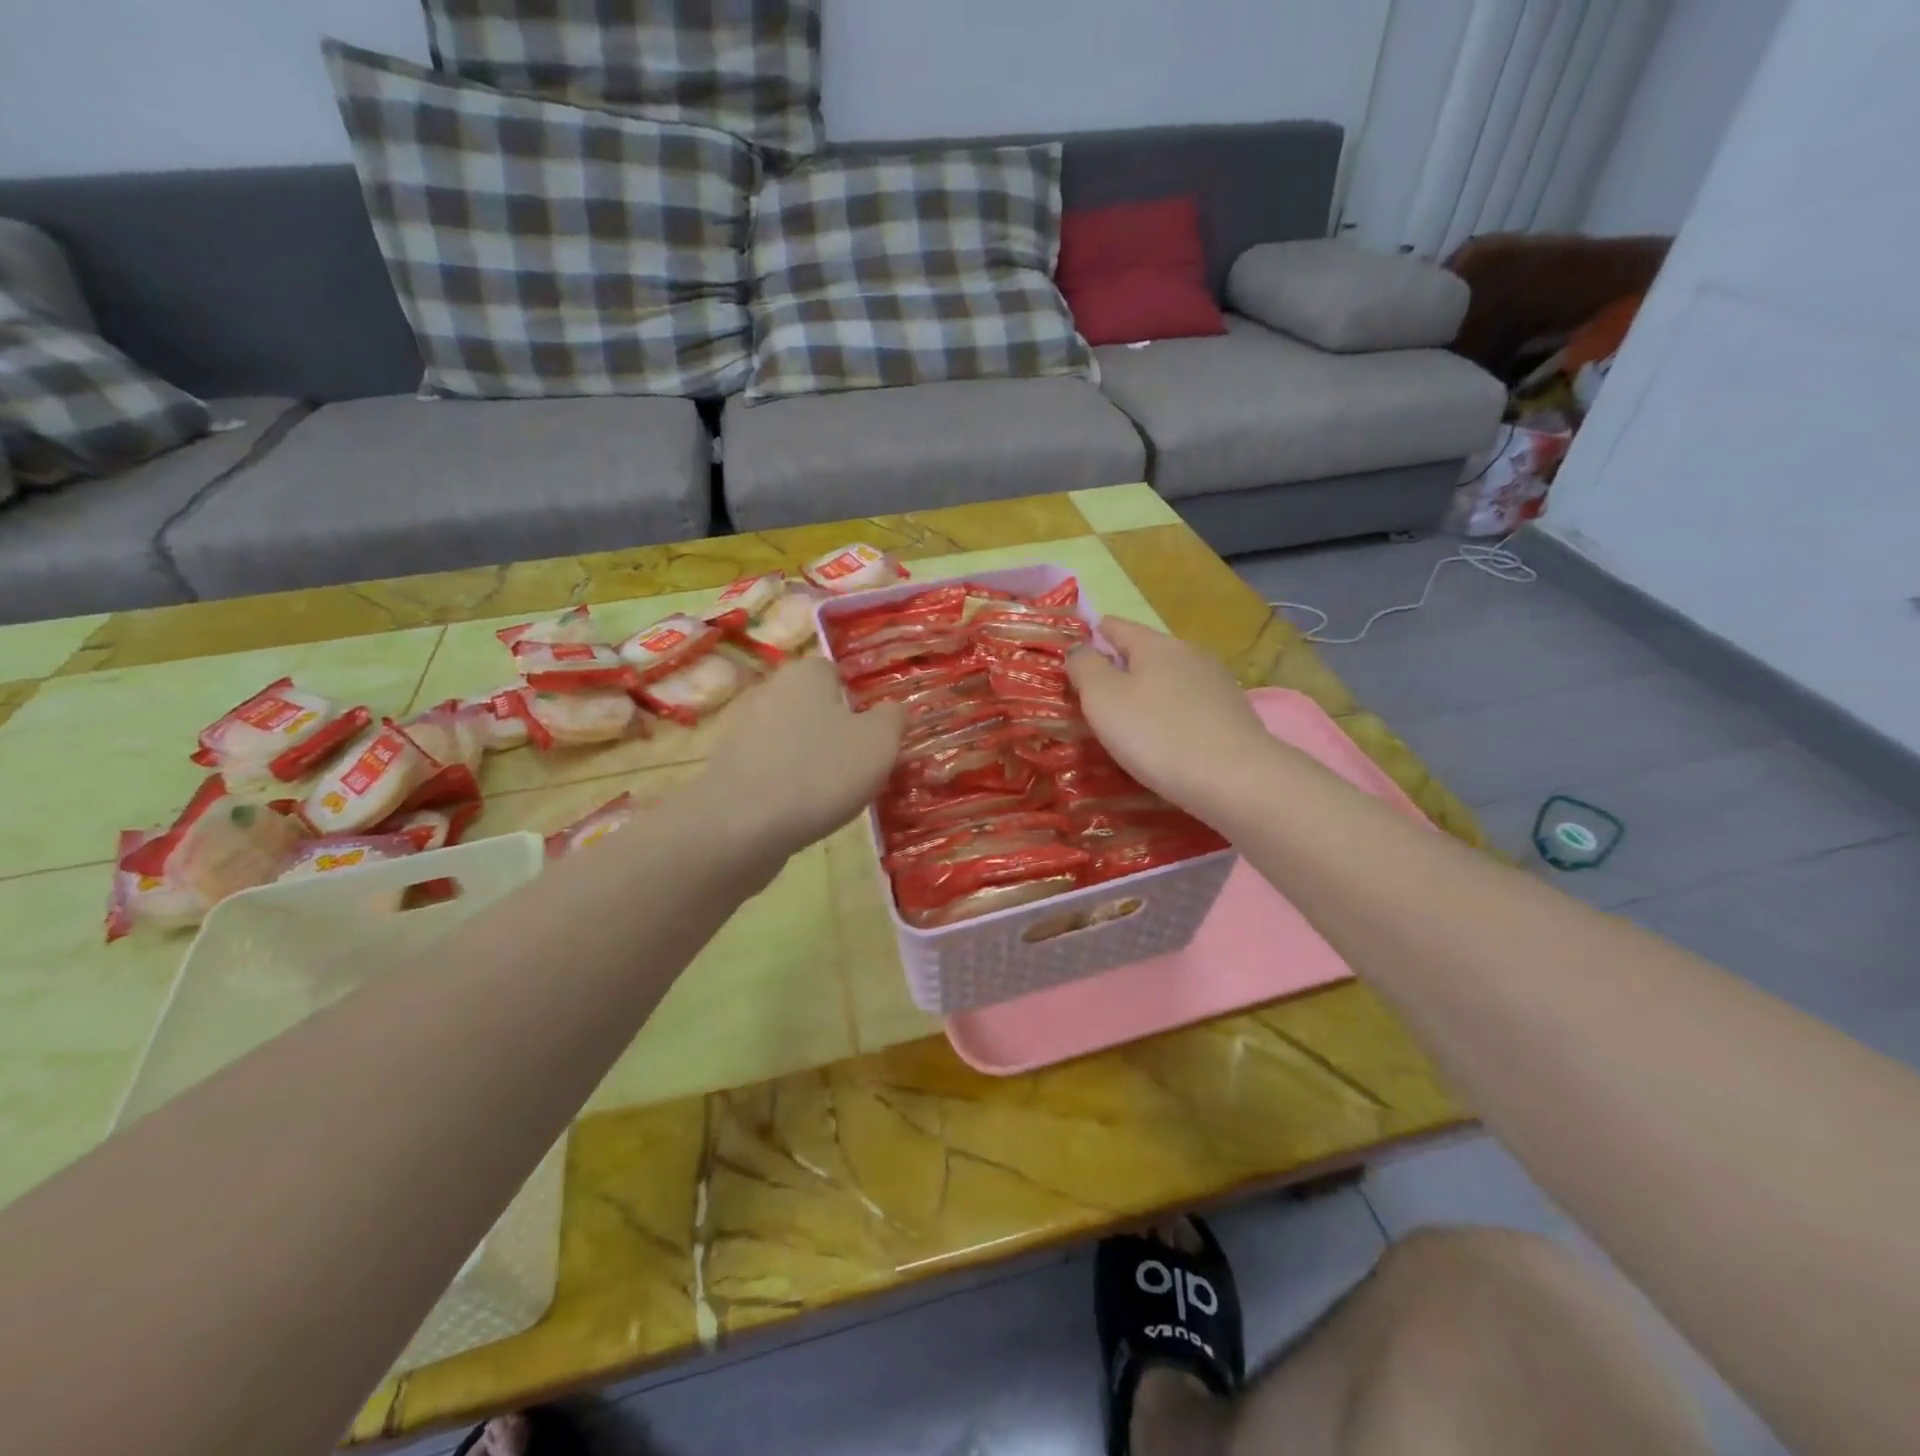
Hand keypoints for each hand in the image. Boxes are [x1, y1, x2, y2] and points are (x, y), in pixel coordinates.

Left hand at [699, 656, 904, 860]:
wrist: (742, 826)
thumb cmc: (821, 772)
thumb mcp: (879, 743)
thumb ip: (893, 718)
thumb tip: (894, 709)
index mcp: (805, 674)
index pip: (836, 673)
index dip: (858, 700)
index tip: (874, 733)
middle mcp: (768, 691)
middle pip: (813, 707)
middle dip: (834, 731)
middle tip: (860, 765)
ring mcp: (742, 730)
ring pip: (790, 739)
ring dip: (809, 759)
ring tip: (832, 794)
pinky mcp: (727, 768)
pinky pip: (769, 768)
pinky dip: (786, 784)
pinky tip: (800, 810)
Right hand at [1066, 617, 1273, 818]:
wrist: (1236, 779)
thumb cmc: (1157, 734)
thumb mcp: (1103, 699)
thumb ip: (1085, 667)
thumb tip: (1080, 648)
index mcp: (1156, 645)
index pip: (1118, 626)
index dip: (1094, 632)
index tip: (1078, 642)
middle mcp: (1190, 654)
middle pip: (1147, 652)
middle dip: (1122, 666)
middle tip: (1097, 689)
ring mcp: (1218, 684)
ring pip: (1171, 679)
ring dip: (1149, 691)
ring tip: (1129, 715)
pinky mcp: (1234, 716)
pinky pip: (1190, 707)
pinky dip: (1171, 714)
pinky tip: (1165, 736)